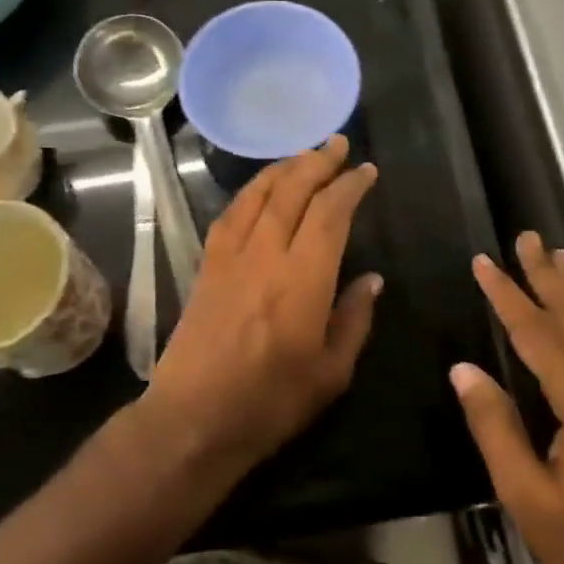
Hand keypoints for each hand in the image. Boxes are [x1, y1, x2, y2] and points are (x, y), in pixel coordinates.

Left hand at [140, 135, 380, 476]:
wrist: (193, 419)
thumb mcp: (330, 373)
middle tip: (338, 144)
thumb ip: (353, 320)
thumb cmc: (270, 404)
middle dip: (317, 161)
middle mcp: (264, 256)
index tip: (366, 171)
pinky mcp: (206, 267)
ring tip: (304, 155)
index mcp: (302, 281)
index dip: (349, 187)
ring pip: (256, 196)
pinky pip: (229, 215)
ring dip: (282, 169)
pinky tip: (259, 190)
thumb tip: (371, 279)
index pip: (329, 214)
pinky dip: (249, 193)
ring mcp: (229, 258)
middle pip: (291, 192)